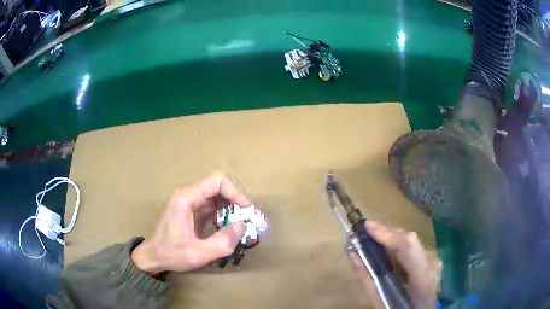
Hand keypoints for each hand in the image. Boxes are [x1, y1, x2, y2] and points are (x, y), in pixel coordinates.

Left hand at [131, 174, 250, 273]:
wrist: (154, 257)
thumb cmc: (171, 254)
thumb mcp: (198, 253)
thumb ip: (223, 242)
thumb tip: (242, 225)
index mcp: (186, 198)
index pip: (217, 181)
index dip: (236, 193)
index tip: (247, 210)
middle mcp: (188, 195)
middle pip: (219, 187)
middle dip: (236, 201)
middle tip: (247, 220)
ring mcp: (190, 202)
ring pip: (217, 197)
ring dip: (231, 209)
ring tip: (240, 226)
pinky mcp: (192, 211)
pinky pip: (213, 207)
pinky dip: (224, 216)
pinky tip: (228, 230)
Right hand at [349, 221, 441, 307]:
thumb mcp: (380, 301)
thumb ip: (368, 278)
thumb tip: (353, 254)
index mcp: (422, 278)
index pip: (407, 246)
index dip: (387, 233)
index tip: (365, 226)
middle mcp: (432, 264)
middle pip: (409, 240)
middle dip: (386, 233)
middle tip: (365, 233)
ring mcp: (434, 261)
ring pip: (411, 241)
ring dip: (391, 239)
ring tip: (373, 240)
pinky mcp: (432, 260)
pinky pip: (413, 248)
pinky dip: (398, 247)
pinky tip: (387, 251)